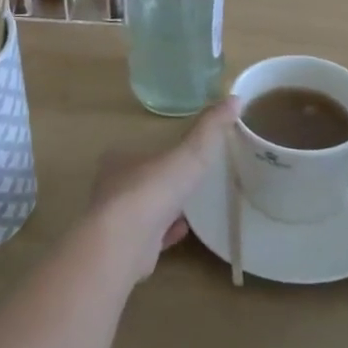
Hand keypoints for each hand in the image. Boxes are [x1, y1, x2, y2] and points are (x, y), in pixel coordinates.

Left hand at [88, 100, 240, 284]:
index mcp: (119, 160)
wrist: (125, 241)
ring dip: (164, 209)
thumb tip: (234, 98)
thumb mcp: (189, 153)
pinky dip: (165, 233)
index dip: (159, 152)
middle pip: (140, 181)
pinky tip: (183, 232)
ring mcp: (116, 221)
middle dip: (162, 182)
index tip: (181, 155)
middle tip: (189, 181)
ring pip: (143, 211)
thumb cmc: (153, 189)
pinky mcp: (124, 249)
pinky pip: (149, 238)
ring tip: (190, 207)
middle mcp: (112, 187)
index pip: (139, 151)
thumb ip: (210, 129)